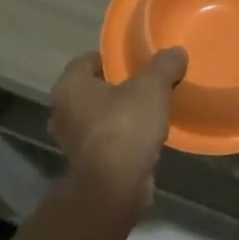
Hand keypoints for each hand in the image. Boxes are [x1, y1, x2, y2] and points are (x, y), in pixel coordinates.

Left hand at [49, 48, 187, 210]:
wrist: (114, 187)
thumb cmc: (125, 127)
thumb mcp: (151, 88)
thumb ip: (163, 66)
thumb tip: (176, 52)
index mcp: (69, 86)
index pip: (86, 60)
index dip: (110, 58)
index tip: (134, 61)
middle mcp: (61, 111)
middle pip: (90, 90)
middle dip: (114, 87)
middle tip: (143, 84)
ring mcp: (71, 140)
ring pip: (95, 117)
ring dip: (116, 114)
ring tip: (146, 111)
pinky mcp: (84, 164)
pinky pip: (103, 141)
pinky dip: (118, 137)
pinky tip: (142, 137)